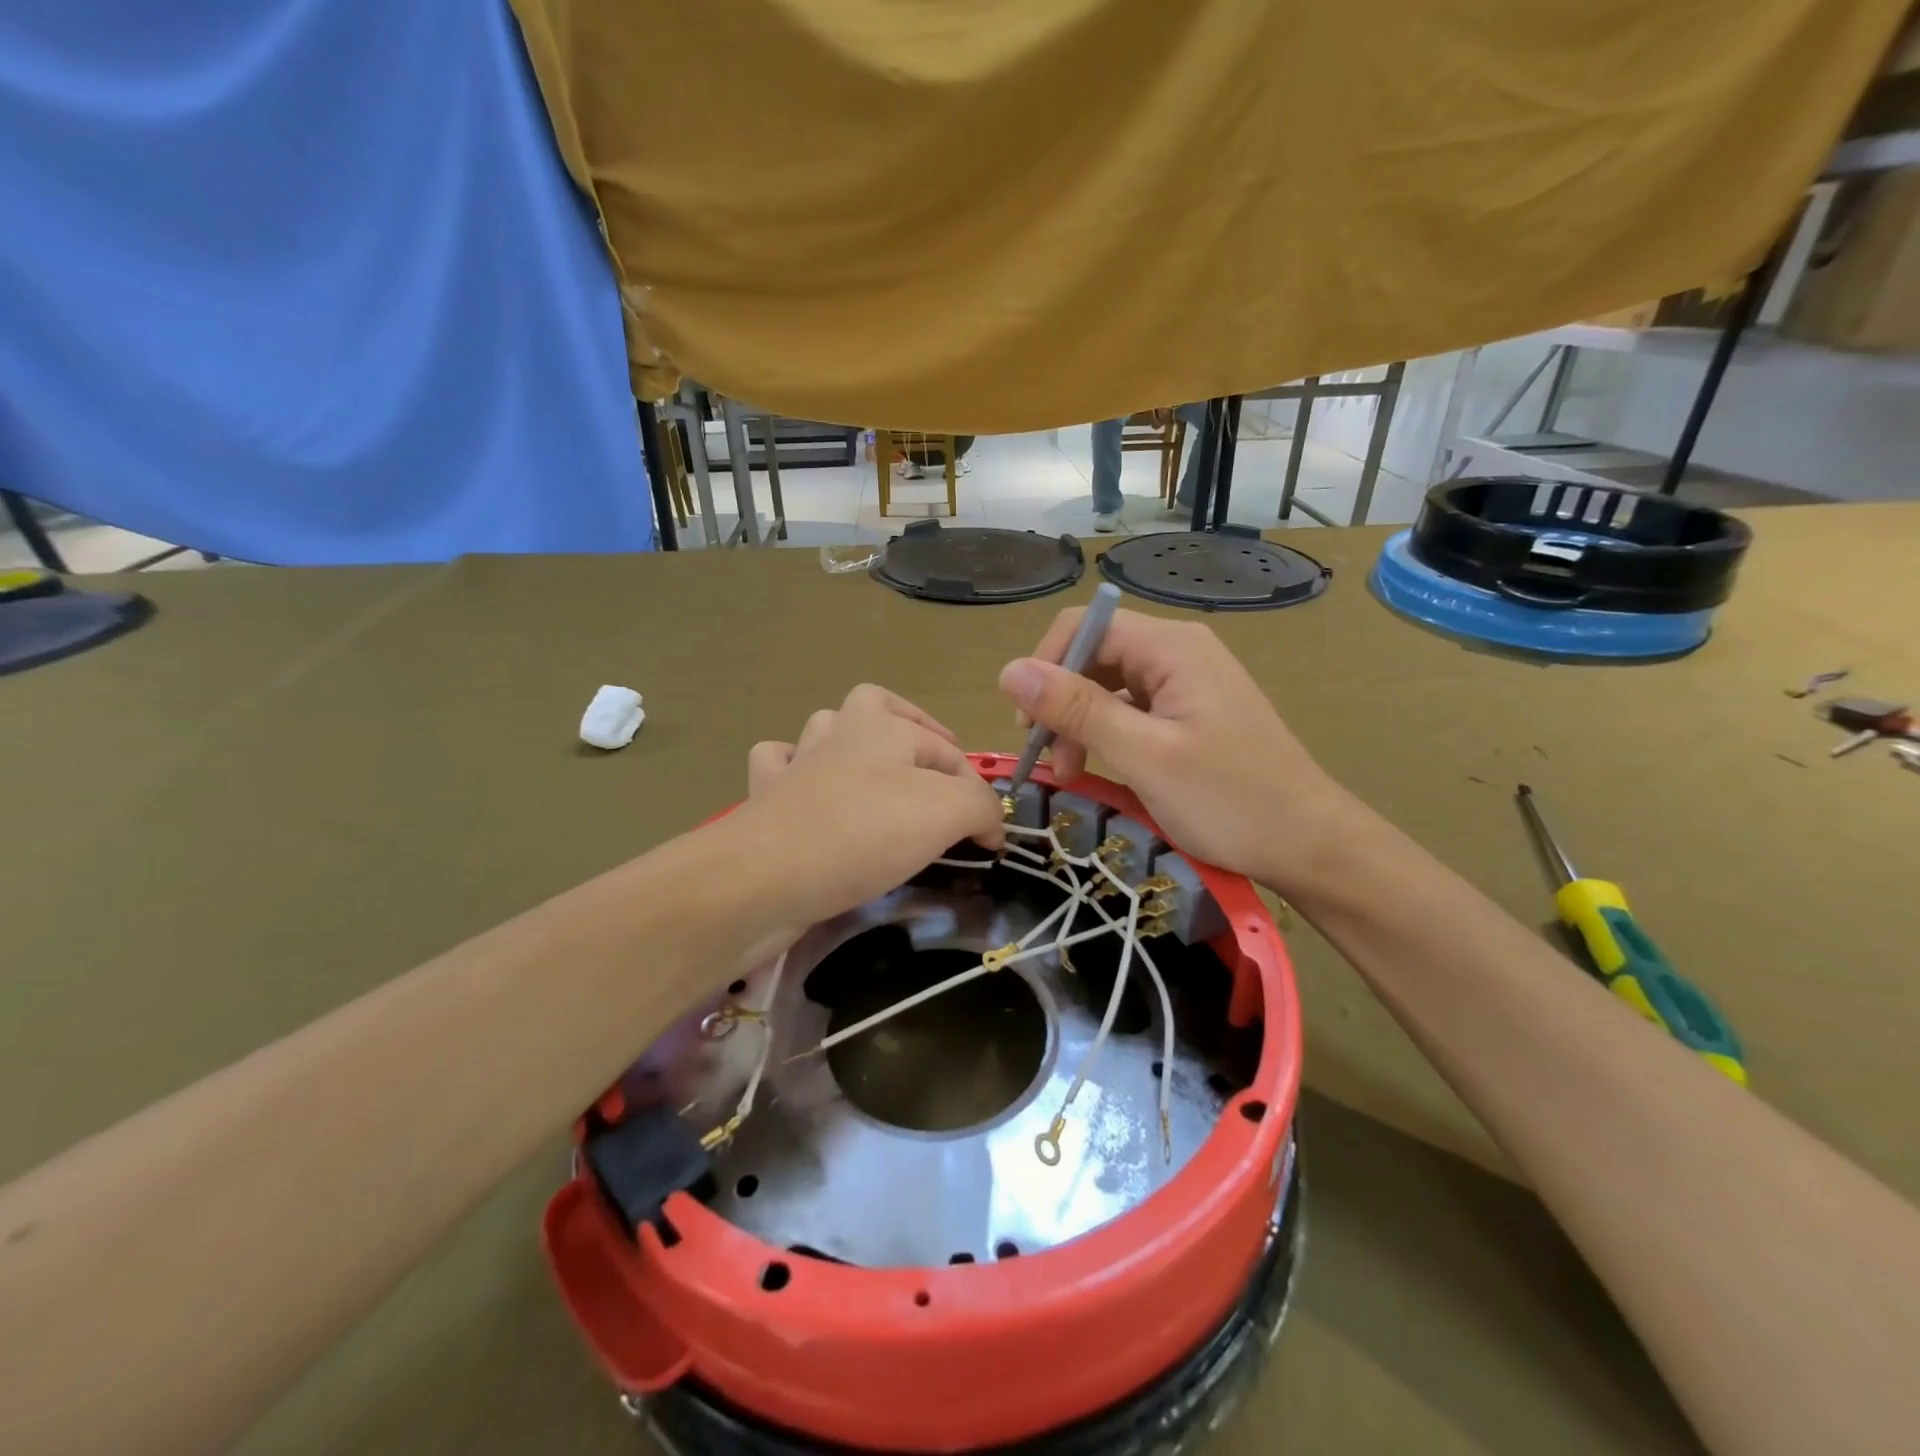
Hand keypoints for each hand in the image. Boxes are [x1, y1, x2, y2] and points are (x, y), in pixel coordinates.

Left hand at [738, 684, 1005, 925]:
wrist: (768, 874)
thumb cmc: (865, 833)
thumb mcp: (946, 812)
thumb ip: (980, 806)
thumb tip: (990, 824)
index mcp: (883, 726)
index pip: (948, 752)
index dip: (976, 794)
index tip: (990, 841)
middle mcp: (839, 733)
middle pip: (877, 707)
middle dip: (909, 727)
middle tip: (931, 769)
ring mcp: (797, 763)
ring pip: (825, 730)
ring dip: (850, 744)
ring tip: (874, 777)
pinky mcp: (766, 797)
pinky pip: (778, 765)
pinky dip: (794, 770)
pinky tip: (809, 792)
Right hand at [997, 609, 1350, 891]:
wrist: (1310, 845)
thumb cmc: (1230, 801)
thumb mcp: (1144, 755)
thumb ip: (1077, 709)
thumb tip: (1008, 671)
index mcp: (1172, 647)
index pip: (1084, 627)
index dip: (1045, 666)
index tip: (1027, 724)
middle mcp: (1179, 652)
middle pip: (1095, 655)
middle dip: (1061, 701)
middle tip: (1047, 758)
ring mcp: (1187, 683)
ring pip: (1109, 685)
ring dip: (1080, 723)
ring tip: (1071, 773)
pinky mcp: (1191, 713)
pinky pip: (1132, 709)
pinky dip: (1107, 735)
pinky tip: (1100, 768)